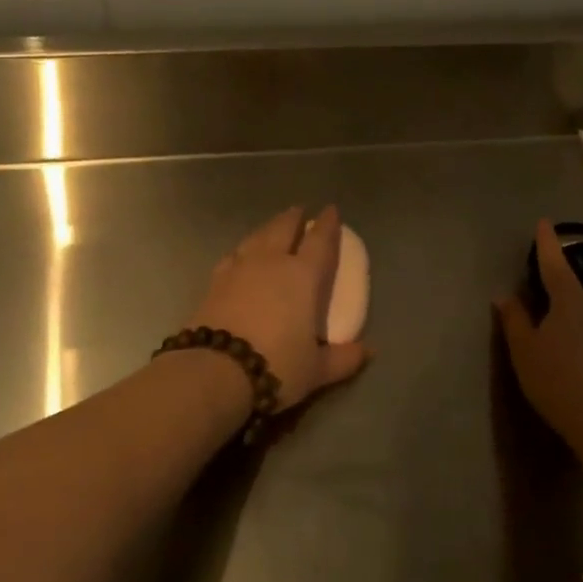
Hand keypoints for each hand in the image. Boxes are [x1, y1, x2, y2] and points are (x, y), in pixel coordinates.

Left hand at [188, 206, 368, 409]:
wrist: (215, 371)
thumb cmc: (276, 365)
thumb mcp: (316, 369)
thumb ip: (343, 358)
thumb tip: (368, 351)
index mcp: (302, 276)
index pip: (320, 241)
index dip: (328, 224)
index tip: (331, 209)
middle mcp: (271, 263)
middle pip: (283, 229)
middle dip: (293, 218)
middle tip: (299, 211)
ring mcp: (238, 269)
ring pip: (256, 237)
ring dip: (267, 229)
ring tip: (271, 228)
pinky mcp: (214, 283)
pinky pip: (232, 256)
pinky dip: (242, 251)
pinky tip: (240, 256)